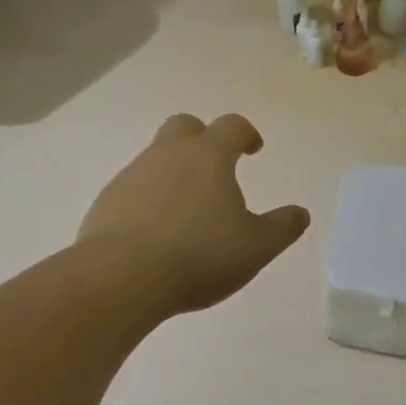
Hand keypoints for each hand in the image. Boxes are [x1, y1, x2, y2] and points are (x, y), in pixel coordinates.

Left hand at [77, 114, 309, 315]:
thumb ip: (283, 227)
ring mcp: (131, 176)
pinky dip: (149, 200)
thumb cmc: (200, 255)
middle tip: (216, 166)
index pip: (231, 126)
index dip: (246, 134)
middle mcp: (167, 155)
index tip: (254, 149)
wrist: (120, 278)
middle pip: (184, 126)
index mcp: (208, 156)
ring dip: (174, 173)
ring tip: (189, 210)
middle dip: (202, 138)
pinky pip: (133, 190)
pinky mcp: (106, 203)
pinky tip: (158, 233)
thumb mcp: (257, 246)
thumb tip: (300, 213)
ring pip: (156, 158)